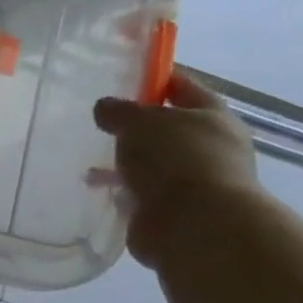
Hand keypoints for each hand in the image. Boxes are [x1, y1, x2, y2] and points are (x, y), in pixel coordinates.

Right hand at [93, 71, 262, 268]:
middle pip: (167, 129)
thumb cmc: (176, 159)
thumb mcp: (141, 122)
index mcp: (212, 117)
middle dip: (136, 128)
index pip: (183, 88)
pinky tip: (97, 188)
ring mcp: (193, 181)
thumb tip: (105, 107)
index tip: (125, 79)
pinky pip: (141, 192)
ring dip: (125, 163)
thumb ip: (120, 111)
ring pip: (152, 163)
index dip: (157, 80)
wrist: (195, 224)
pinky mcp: (172, 210)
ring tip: (90, 162)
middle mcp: (209, 147)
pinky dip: (122, 190)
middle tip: (101, 124)